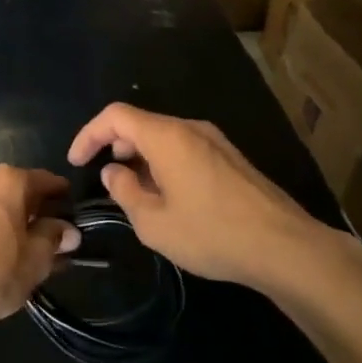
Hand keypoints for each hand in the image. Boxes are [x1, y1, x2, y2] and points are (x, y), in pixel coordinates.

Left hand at [0, 166, 80, 336]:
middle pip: (20, 191)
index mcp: (9, 179)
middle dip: (37, 212)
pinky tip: (1, 253)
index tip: (74, 215)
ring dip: (14, 222)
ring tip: (28, 251)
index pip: (47, 181)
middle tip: (54, 239)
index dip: (63, 198)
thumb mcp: (36, 258)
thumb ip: (55, 237)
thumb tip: (68, 229)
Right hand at [67, 104, 348, 289]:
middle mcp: (191, 128)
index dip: (89, 134)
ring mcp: (215, 141)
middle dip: (115, 146)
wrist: (285, 247)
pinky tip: (169, 198)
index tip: (76, 162)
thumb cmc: (212, 233)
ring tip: (136, 194)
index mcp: (167, 136)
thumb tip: (114, 172)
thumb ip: (125, 192)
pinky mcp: (231, 159)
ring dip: (141, 158)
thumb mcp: (154, 222)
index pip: (115, 116)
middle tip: (106, 180)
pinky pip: (186, 149)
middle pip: (141, 123)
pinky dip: (164, 164)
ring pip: (165, 137)